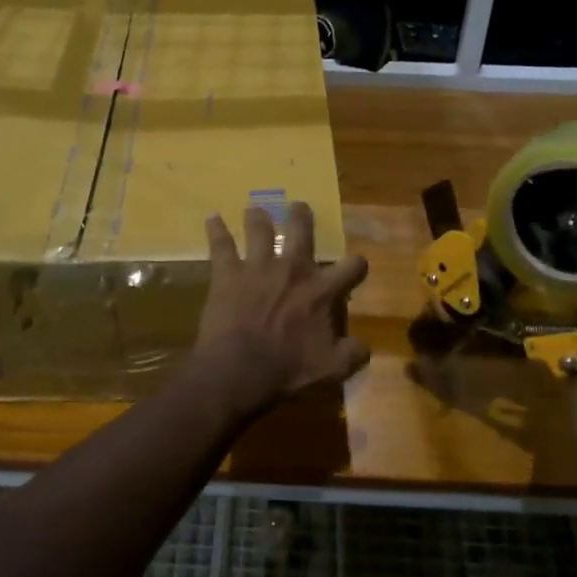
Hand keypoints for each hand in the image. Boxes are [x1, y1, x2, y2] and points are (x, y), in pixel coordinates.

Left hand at [195, 202, 369, 414]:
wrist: (238, 369)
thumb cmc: (286, 370)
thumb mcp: (330, 369)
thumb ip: (351, 354)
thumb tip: (364, 345)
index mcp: (321, 290)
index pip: (351, 267)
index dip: (357, 265)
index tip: (356, 266)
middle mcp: (292, 269)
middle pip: (301, 230)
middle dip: (301, 216)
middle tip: (298, 207)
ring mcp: (257, 266)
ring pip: (260, 229)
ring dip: (258, 218)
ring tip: (254, 210)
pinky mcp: (227, 273)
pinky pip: (221, 244)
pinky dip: (216, 230)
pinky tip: (212, 218)